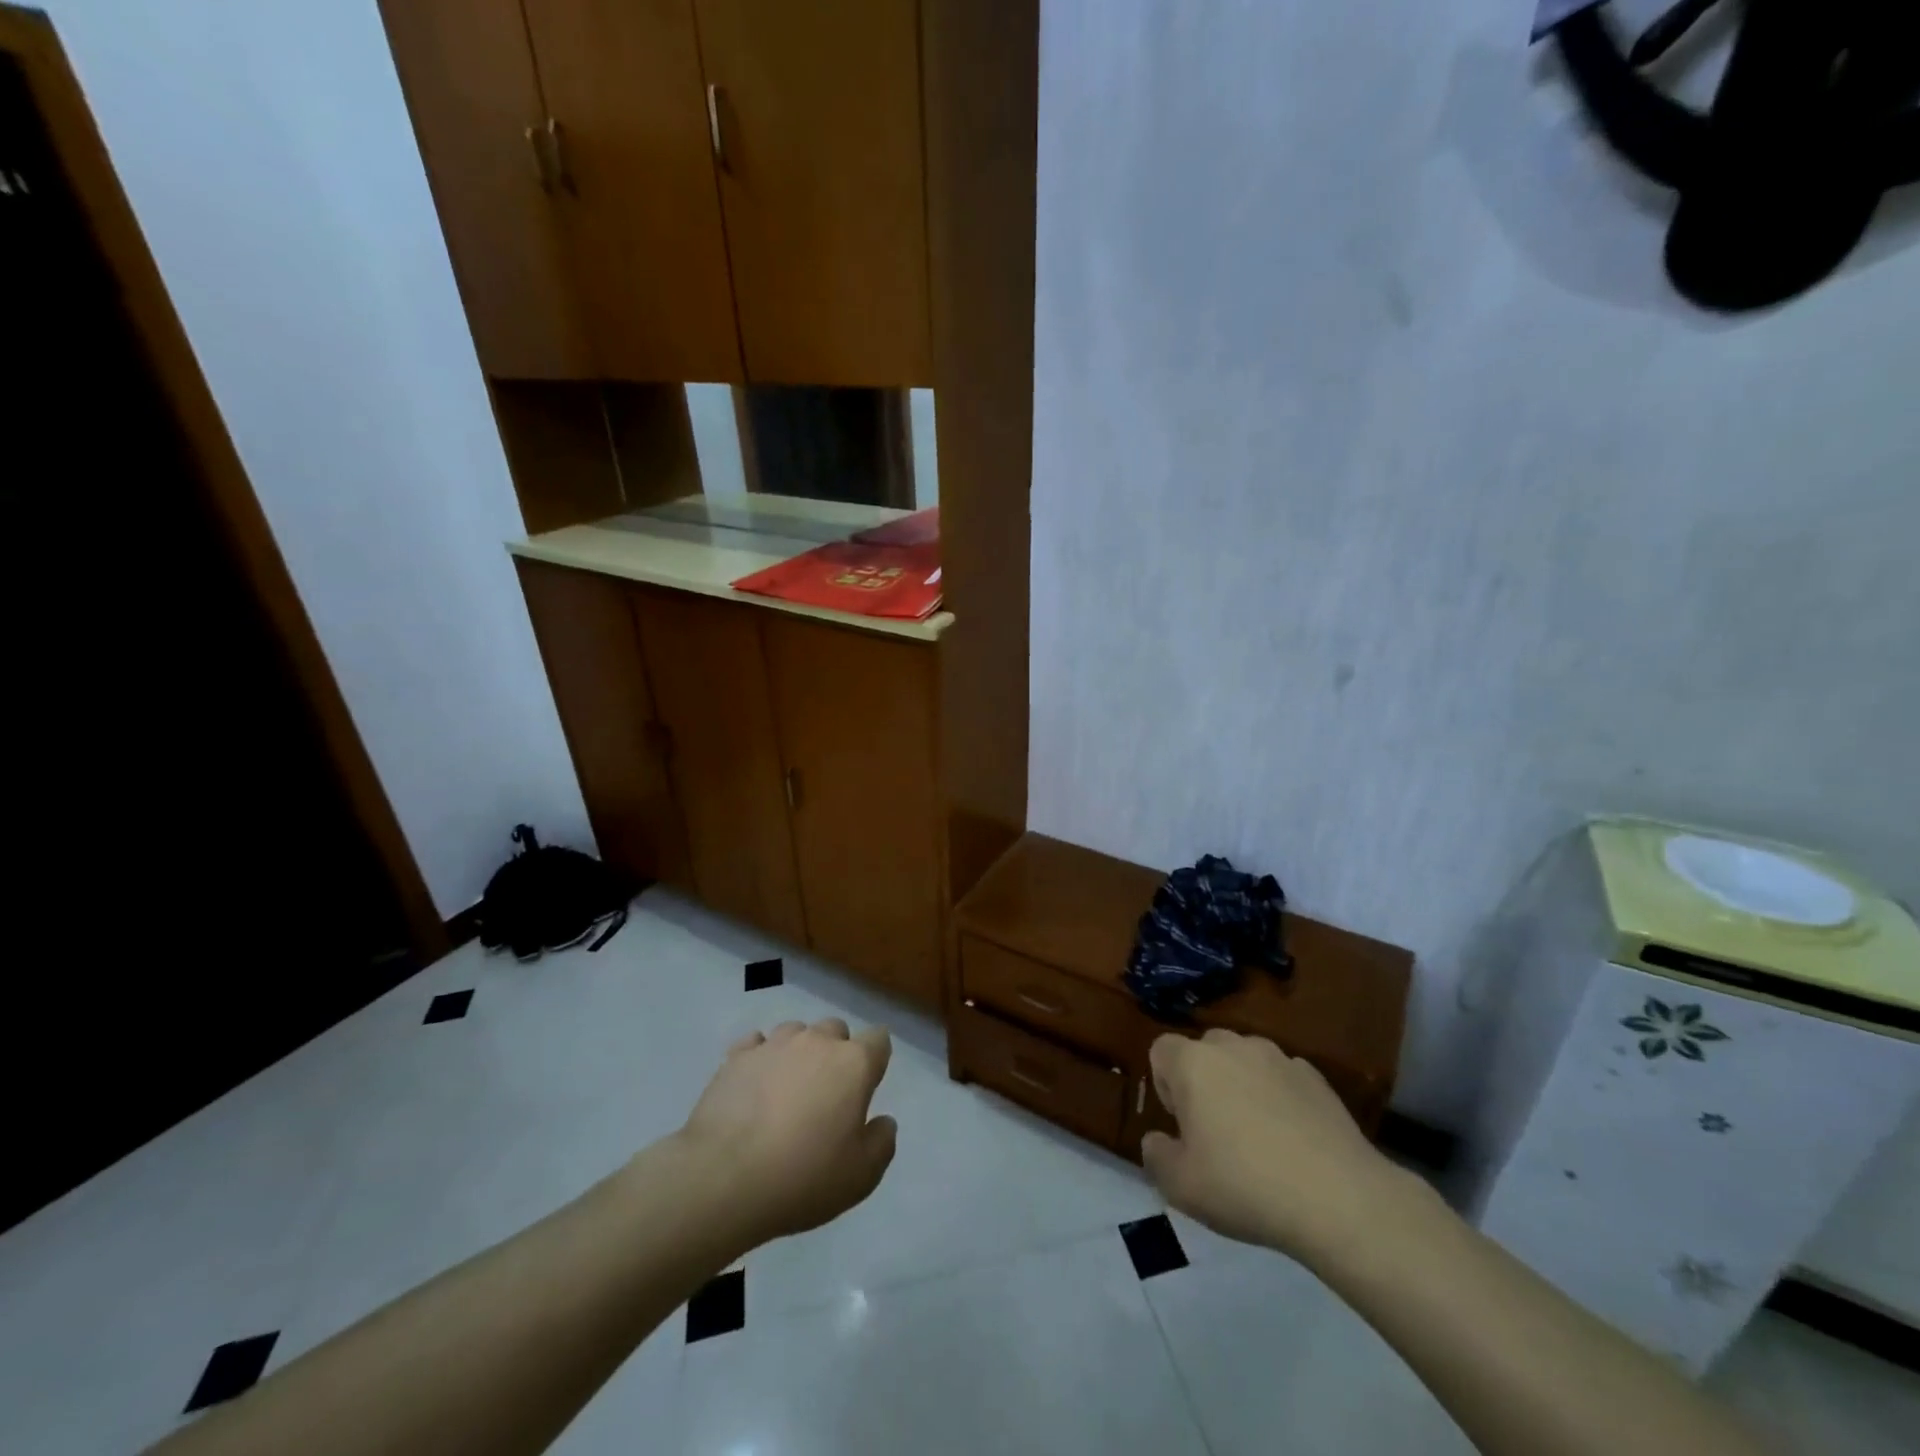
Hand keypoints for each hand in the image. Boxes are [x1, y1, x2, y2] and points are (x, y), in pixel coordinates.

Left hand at [674, 1018, 896, 1248]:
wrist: (723, 1179)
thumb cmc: (802, 1177)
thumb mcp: (861, 1176)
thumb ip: (881, 1143)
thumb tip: (883, 1121)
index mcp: (853, 1064)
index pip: (878, 1040)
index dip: (876, 1059)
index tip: (868, 1085)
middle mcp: (816, 1042)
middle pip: (836, 1030)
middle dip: (836, 1052)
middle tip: (826, 1093)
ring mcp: (774, 1044)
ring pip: (796, 1032)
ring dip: (798, 1052)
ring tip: (787, 1088)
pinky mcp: (736, 1057)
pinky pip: (756, 1044)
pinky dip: (760, 1058)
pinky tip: (754, 1085)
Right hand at [1141, 1029, 1407, 1260]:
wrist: (1339, 1199)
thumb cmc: (1245, 1186)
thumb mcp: (1181, 1186)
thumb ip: (1156, 1156)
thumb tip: (1157, 1140)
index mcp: (1193, 1063)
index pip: (1161, 1050)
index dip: (1165, 1084)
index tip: (1182, 1124)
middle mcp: (1233, 1047)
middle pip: (1205, 1050)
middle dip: (1204, 1081)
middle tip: (1215, 1132)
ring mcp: (1279, 1058)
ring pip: (1246, 1061)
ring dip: (1242, 1085)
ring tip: (1258, 1136)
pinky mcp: (1317, 1077)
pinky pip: (1283, 1077)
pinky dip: (1280, 1097)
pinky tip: (1294, 1140)